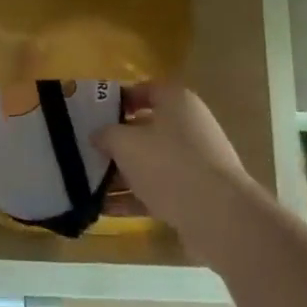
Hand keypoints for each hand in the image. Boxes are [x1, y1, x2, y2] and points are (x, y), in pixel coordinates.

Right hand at [93, 81, 260, 261]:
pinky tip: (105, 209)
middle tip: (87, 150)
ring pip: (150, 162)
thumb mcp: (124, 143)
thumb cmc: (168, 164)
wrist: (219, 216)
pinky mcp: (196, 194)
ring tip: (89, 184)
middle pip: (145, 128)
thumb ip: (105, 134)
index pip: (144, 90)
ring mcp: (195, 162)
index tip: (92, 113)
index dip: (117, 99)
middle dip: (116, 141)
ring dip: (121, 173)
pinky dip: (133, 198)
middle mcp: (189, 127)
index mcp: (177, 102)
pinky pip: (158, 190)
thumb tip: (97, 135)